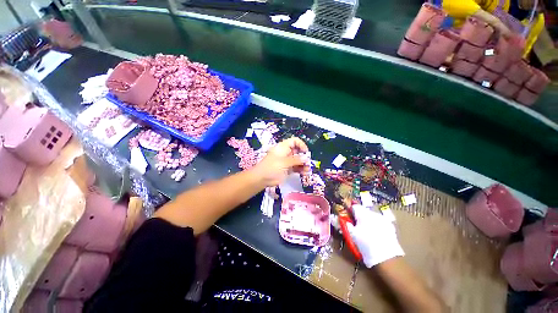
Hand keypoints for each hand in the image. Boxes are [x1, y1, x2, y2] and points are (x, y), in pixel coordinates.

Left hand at [251, 137, 309, 186]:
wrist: (261, 178)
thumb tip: (306, 158)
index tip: (306, 152)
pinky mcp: (287, 169)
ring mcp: (286, 161)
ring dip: (303, 164)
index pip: (294, 141)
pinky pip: (296, 167)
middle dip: (304, 156)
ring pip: (298, 160)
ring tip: (307, 170)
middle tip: (308, 163)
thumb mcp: (284, 162)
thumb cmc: (272, 167)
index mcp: (283, 147)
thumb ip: (296, 160)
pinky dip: (300, 169)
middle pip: (298, 151)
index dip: (301, 145)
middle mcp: (286, 153)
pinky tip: (304, 173)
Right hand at [345, 205, 403, 267]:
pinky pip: (379, 221)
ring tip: (365, 231)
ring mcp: (383, 219)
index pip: (353, 206)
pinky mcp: (389, 226)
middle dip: (358, 216)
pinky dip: (375, 225)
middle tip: (355, 226)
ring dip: (366, 220)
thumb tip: (333, 217)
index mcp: (363, 213)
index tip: (347, 217)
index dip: (349, 211)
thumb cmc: (365, 245)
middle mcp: (373, 213)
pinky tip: (374, 234)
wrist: (387, 259)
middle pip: (362, 210)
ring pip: (371, 216)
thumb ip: (343, 223)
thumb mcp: (351, 235)